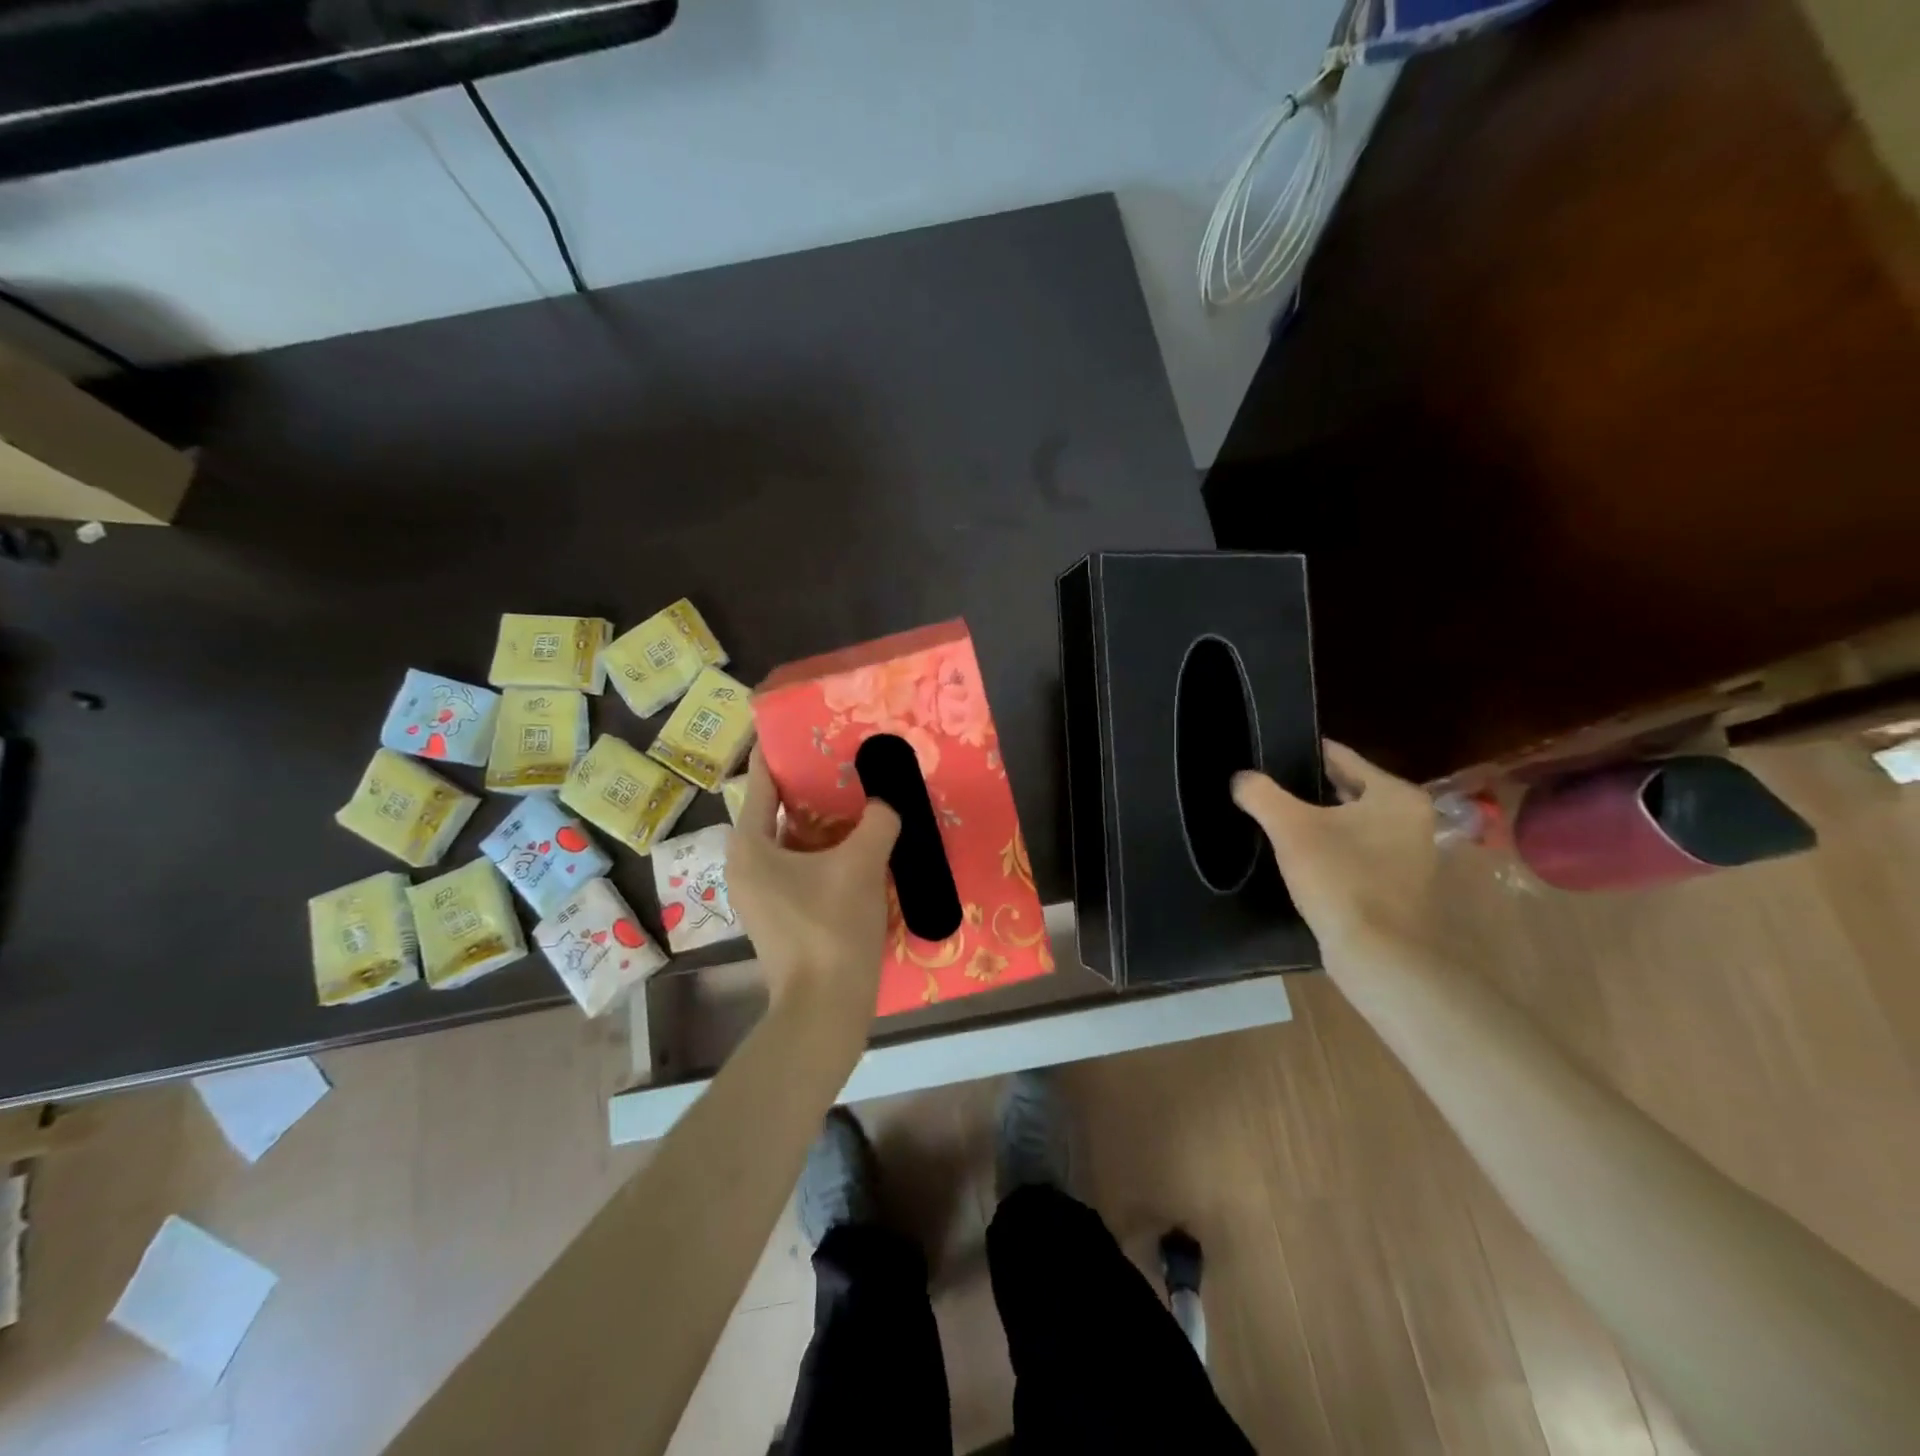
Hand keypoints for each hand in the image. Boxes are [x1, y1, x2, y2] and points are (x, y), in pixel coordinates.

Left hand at [726, 748, 900, 1030]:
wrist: (825, 1008)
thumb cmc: (831, 926)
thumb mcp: (861, 864)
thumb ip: (878, 821)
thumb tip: (889, 799)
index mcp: (750, 845)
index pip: (760, 781)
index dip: (781, 751)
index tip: (803, 726)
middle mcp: (746, 865)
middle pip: (778, 811)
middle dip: (813, 787)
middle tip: (846, 761)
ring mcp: (762, 894)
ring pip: (794, 842)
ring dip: (824, 823)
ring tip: (860, 798)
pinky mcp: (782, 916)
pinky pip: (802, 868)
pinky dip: (827, 853)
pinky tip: (862, 846)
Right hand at [1231, 741, 1439, 964]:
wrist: (1381, 956)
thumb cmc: (1342, 879)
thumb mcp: (1291, 828)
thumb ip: (1261, 795)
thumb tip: (1240, 778)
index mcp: (1396, 796)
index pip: (1342, 757)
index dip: (1303, 753)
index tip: (1270, 752)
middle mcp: (1411, 820)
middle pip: (1348, 790)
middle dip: (1308, 788)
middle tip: (1266, 786)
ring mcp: (1407, 856)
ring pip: (1350, 823)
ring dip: (1318, 821)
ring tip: (1274, 818)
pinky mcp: (1395, 886)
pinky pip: (1353, 853)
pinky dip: (1328, 849)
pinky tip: (1296, 856)